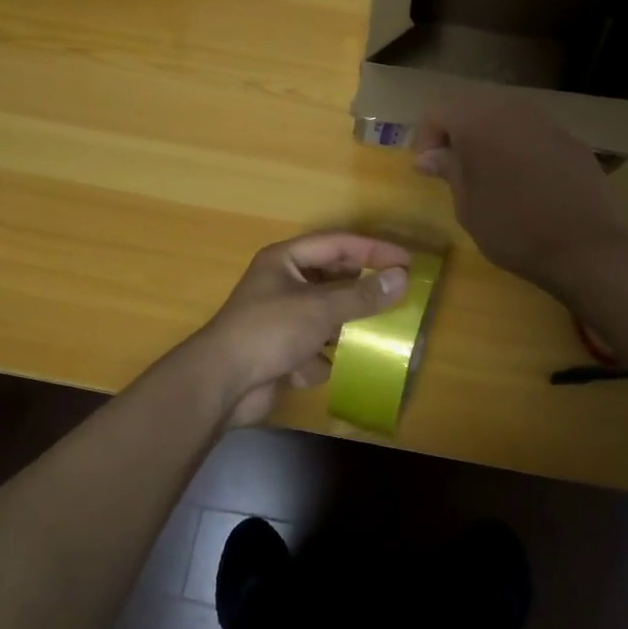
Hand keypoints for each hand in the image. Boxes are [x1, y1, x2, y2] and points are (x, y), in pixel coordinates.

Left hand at [177, 233, 411, 426]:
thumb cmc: (269, 331)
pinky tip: (314, 368)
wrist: (221, 384)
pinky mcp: (281, 351)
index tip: (406, 260)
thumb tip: (402, 278)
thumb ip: (362, 295)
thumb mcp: (320, 308)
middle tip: (397, 294)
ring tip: (374, 333)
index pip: (338, 244)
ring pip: (326, 316)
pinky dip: (318, 359)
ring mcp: (281, 319)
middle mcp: (283, 283)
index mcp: (285, 260)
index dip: (373, 249)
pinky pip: (313, 348)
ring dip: (343, 327)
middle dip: (360, 291)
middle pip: (333, 279)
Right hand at [410, 91, 627, 292]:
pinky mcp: (570, 138)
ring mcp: (545, 120)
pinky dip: (518, 145)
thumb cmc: (513, 228)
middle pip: (471, 105)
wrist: (586, 246)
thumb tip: (429, 156)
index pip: (438, 110)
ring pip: (504, 114)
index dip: (425, 137)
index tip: (427, 170)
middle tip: (452, 167)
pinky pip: (532, 131)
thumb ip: (448, 170)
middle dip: (456, 131)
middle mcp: (512, 108)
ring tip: (487, 172)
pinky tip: (523, 179)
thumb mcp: (467, 206)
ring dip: (488, 136)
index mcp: (478, 120)